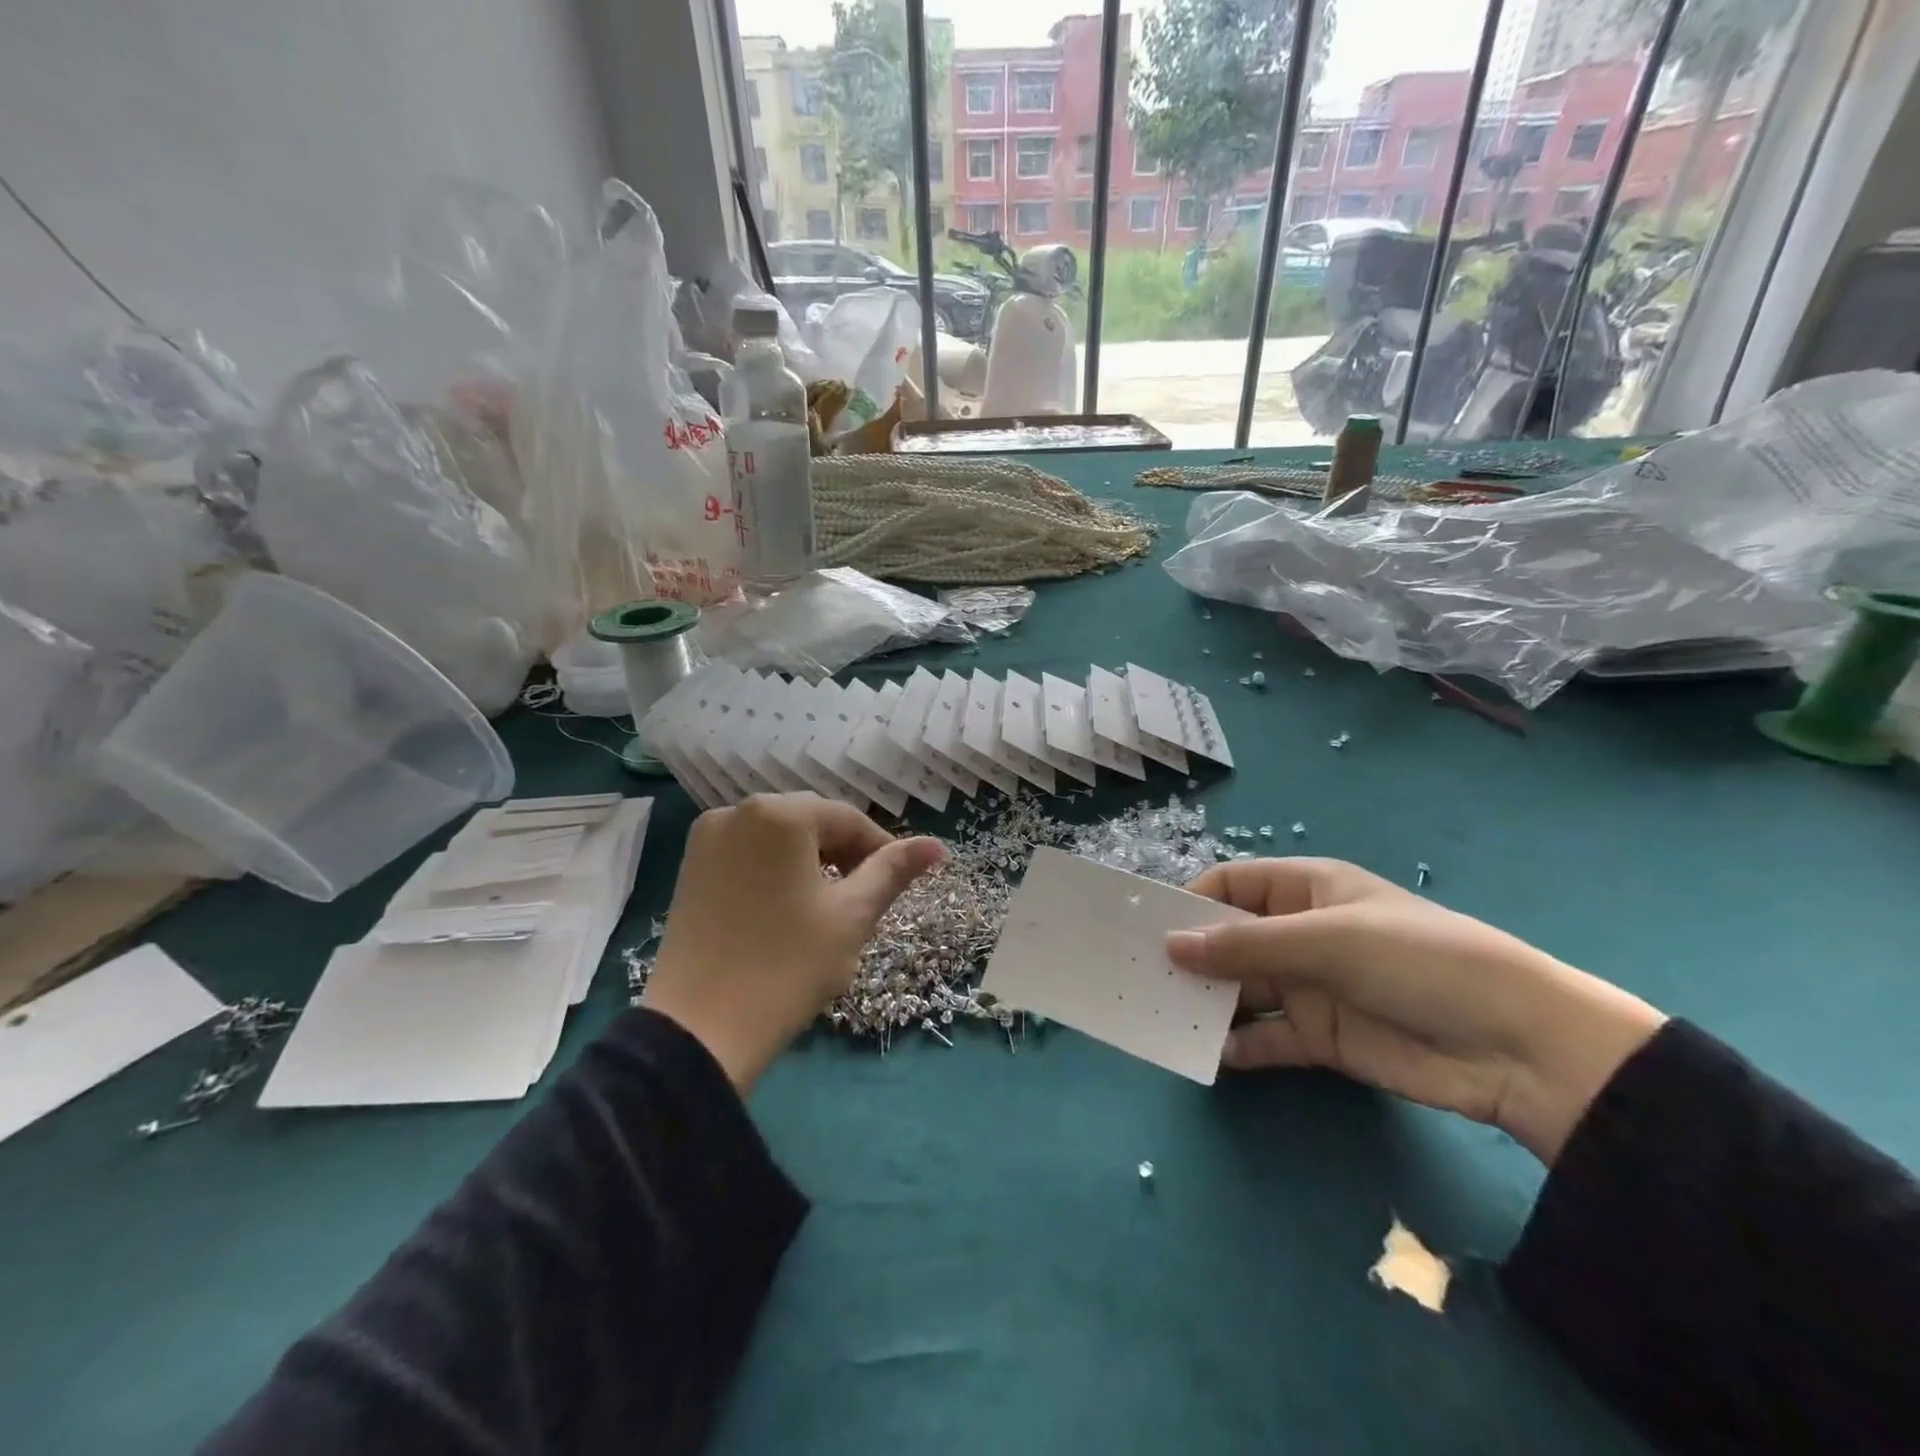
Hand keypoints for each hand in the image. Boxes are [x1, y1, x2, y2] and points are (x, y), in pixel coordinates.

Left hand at [644, 794, 944, 1091]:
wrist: (697, 1032)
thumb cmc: (787, 967)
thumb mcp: (851, 916)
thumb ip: (893, 871)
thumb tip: (937, 846)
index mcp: (779, 813)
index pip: (848, 819)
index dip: (881, 849)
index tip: (899, 883)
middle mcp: (737, 811)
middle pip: (810, 822)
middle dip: (844, 854)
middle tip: (865, 900)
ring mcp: (706, 839)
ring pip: (778, 838)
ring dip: (810, 862)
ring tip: (828, 908)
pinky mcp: (689, 869)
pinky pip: (747, 854)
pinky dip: (775, 871)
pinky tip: (785, 909)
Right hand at [1167, 858, 1664, 1163]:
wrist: (1517, 1047)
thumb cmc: (1416, 960)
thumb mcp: (1326, 939)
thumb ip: (1246, 946)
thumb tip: (1171, 945)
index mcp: (1305, 890)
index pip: (1231, 885)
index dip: (1190, 901)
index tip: (1149, 929)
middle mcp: (1301, 933)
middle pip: (1230, 939)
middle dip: (1192, 956)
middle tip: (1143, 978)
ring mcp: (1311, 987)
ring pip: (1243, 989)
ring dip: (1209, 1002)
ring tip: (1165, 1018)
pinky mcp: (1323, 1038)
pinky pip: (1268, 1037)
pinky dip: (1241, 1045)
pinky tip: (1213, 1055)